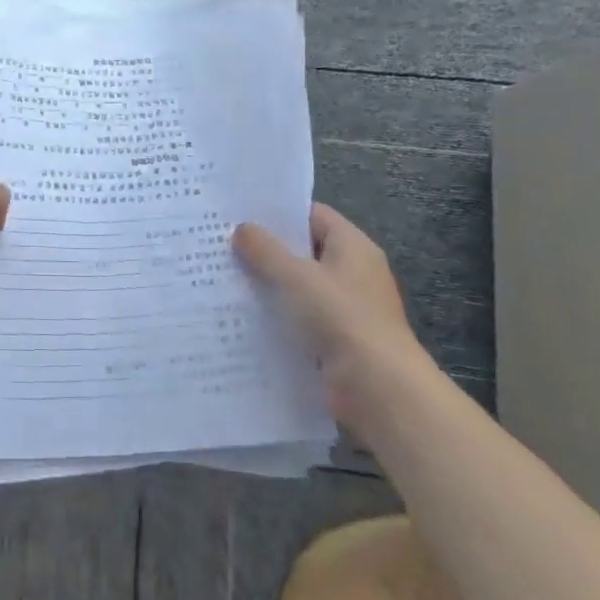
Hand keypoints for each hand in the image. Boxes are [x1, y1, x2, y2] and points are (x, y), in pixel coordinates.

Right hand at [232, 203, 440, 432]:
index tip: (240, 213)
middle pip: (304, 251)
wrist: (377, 387)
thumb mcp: (296, 276)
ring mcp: (344, 308)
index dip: (280, 212)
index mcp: (353, 248)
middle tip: (222, 242)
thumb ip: (266, 250)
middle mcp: (352, 273)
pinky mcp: (333, 338)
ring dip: (266, 284)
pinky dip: (274, 315)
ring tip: (222, 276)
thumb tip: (242, 229)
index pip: (314, 216)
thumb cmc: (341, 318)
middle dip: (266, 249)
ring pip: (297, 286)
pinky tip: (239, 314)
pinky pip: (297, 317)